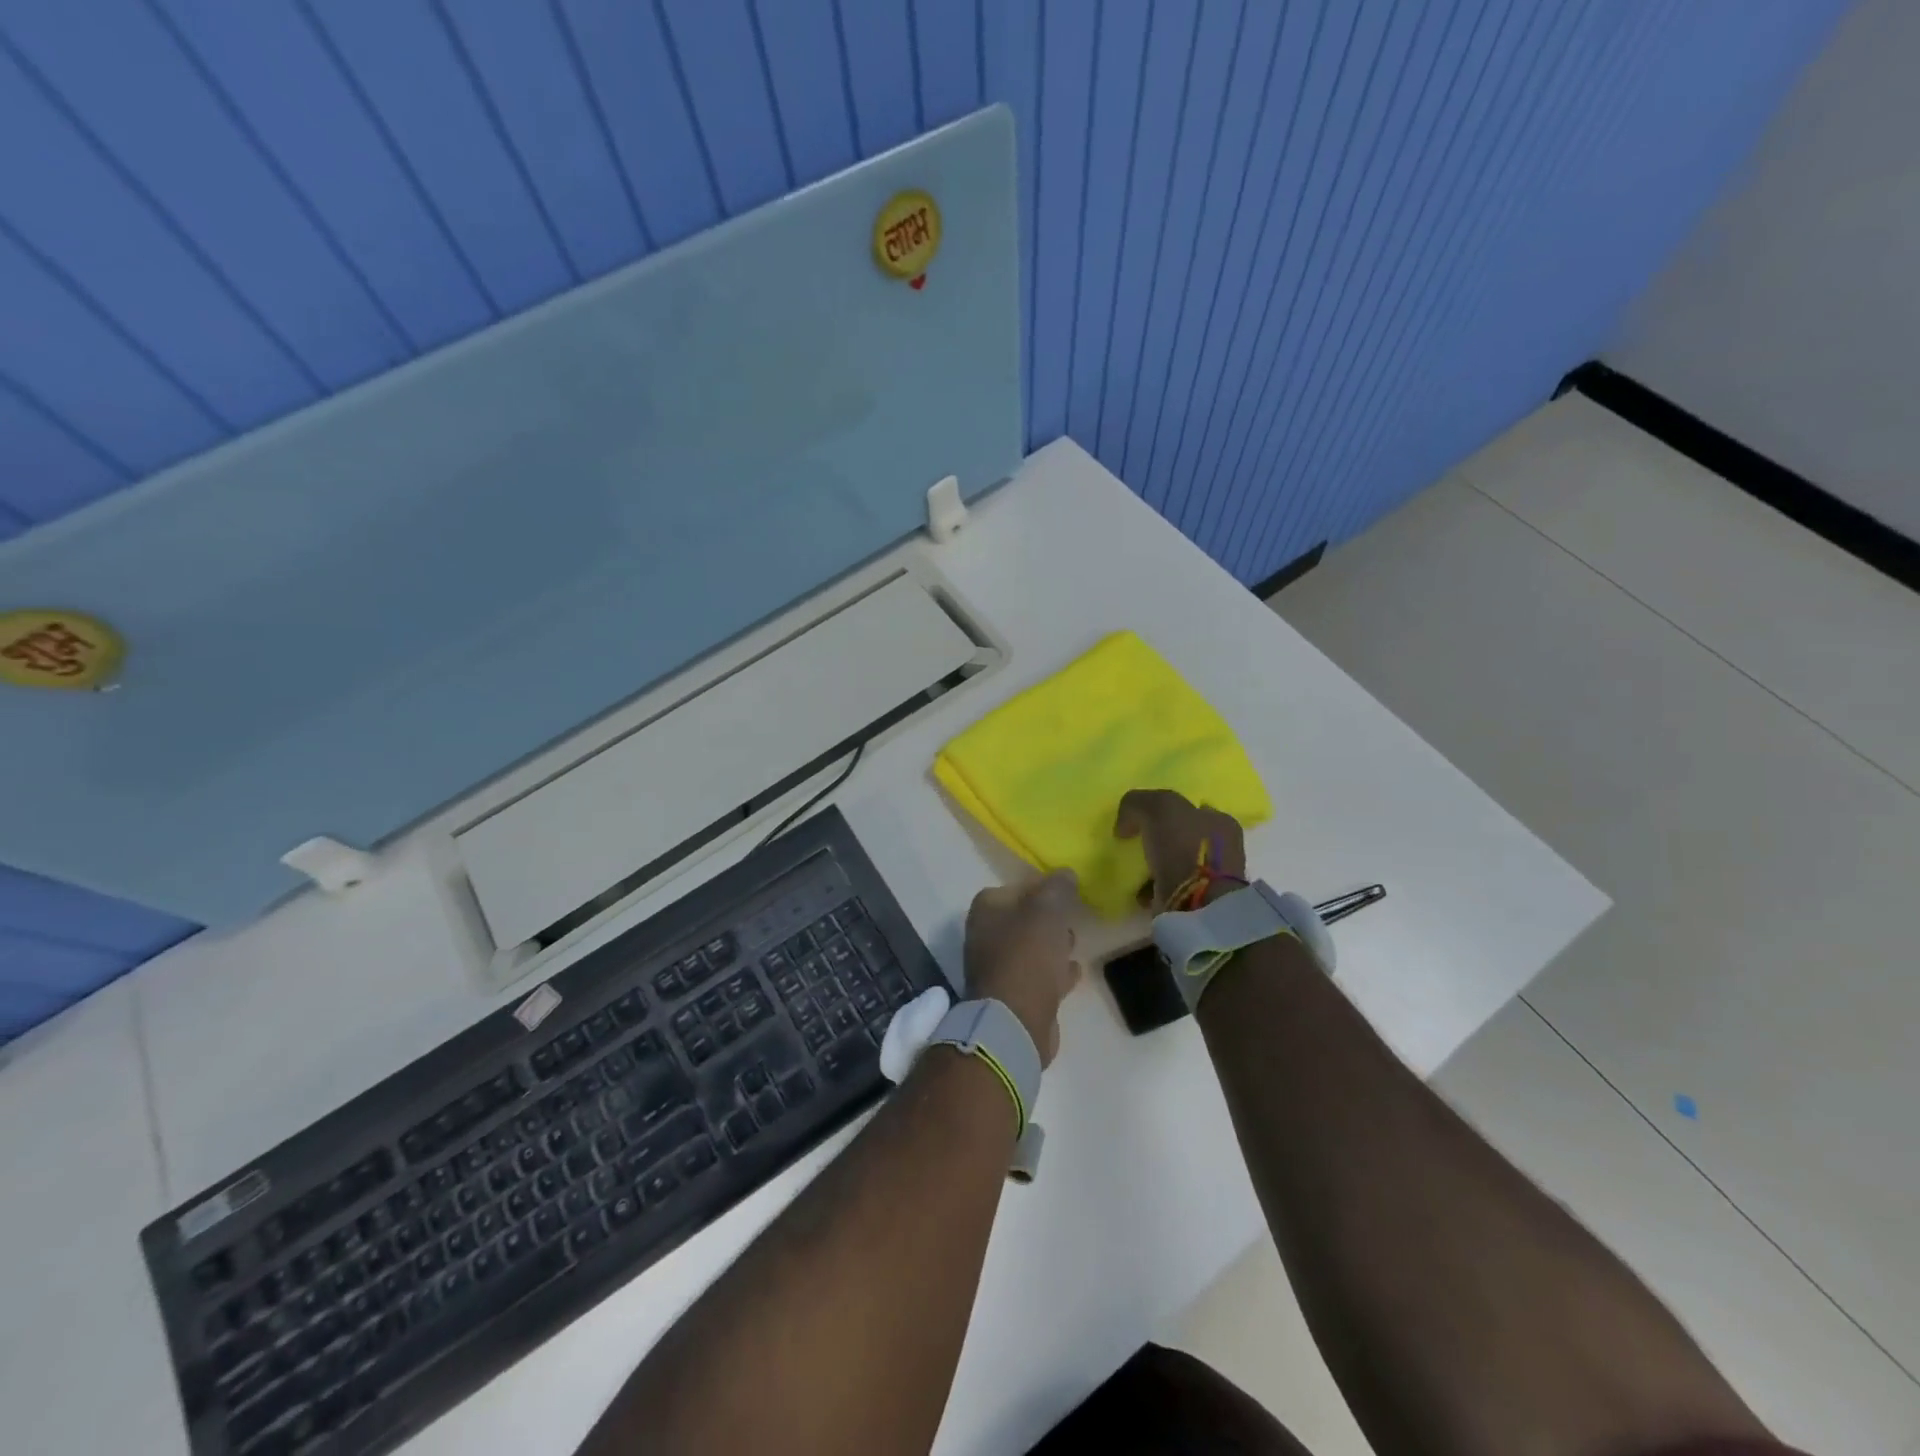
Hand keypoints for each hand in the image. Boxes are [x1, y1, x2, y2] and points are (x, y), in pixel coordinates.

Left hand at [962, 870, 1081, 1065]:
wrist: (1015, 1020)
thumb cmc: (1028, 955)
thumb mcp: (1047, 909)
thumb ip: (1058, 887)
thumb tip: (1065, 873)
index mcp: (987, 910)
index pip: (1015, 887)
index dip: (1041, 887)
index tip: (1066, 891)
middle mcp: (985, 935)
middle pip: (1022, 918)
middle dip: (1046, 917)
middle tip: (1070, 915)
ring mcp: (997, 968)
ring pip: (1030, 948)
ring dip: (1051, 944)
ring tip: (1073, 940)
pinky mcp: (1013, 996)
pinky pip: (1037, 976)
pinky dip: (1054, 972)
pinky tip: (1074, 971)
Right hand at [1114, 789, 1247, 909]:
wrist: (1196, 903)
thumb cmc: (1184, 848)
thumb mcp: (1158, 808)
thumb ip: (1137, 803)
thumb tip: (1125, 825)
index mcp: (1220, 822)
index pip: (1192, 809)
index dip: (1165, 812)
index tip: (1141, 820)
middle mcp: (1222, 848)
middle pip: (1183, 837)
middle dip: (1160, 840)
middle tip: (1135, 843)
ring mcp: (1212, 878)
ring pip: (1176, 864)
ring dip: (1155, 866)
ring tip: (1133, 869)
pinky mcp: (1198, 903)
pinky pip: (1169, 889)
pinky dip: (1153, 889)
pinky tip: (1139, 890)